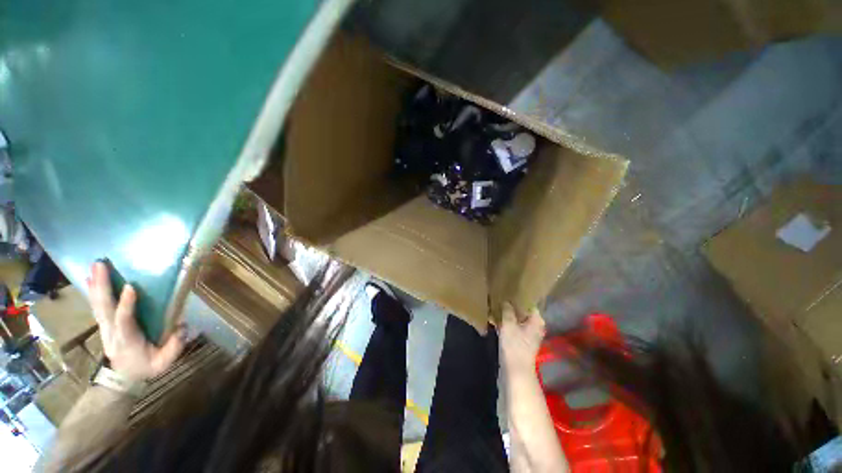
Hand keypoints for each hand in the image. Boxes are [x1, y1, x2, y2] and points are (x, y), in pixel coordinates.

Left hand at [86, 261, 184, 381]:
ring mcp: (105, 327)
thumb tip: (182, 325)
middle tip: (100, 264)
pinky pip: (97, 306)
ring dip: (96, 285)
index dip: (127, 304)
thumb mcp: (164, 362)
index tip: (131, 286)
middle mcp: (112, 331)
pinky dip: (93, 292)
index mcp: (127, 339)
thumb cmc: (145, 367)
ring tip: (94, 267)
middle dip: (102, 286)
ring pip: (98, 304)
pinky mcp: (105, 324)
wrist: (122, 378)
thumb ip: (174, 345)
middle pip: (104, 307)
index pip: (124, 320)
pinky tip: (90, 280)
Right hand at [499, 302, 545, 374]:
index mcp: (537, 321)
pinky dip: (506, 324)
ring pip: (517, 320)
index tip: (509, 291)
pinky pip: (513, 328)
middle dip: (512, 306)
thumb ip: (508, 310)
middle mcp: (534, 327)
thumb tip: (506, 301)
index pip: (530, 304)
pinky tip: (495, 319)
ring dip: (508, 315)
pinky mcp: (520, 342)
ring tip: (496, 306)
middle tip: (501, 297)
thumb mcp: (509, 324)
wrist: (515, 371)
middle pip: (523, 312)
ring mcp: (527, 335)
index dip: (520, 297)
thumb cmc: (515, 345)